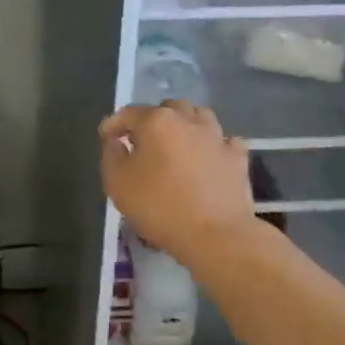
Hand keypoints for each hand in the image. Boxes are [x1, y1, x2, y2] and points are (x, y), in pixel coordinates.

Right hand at [99, 101, 255, 264]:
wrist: (216, 235)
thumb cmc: (159, 207)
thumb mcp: (117, 183)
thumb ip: (111, 154)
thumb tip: (115, 139)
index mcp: (156, 121)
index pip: (129, 113)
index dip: (114, 124)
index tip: (107, 138)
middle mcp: (187, 119)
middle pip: (167, 109)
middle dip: (152, 120)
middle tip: (143, 143)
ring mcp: (216, 136)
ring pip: (199, 116)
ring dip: (185, 125)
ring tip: (177, 145)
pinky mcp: (237, 157)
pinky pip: (224, 140)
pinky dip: (213, 145)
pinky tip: (208, 158)